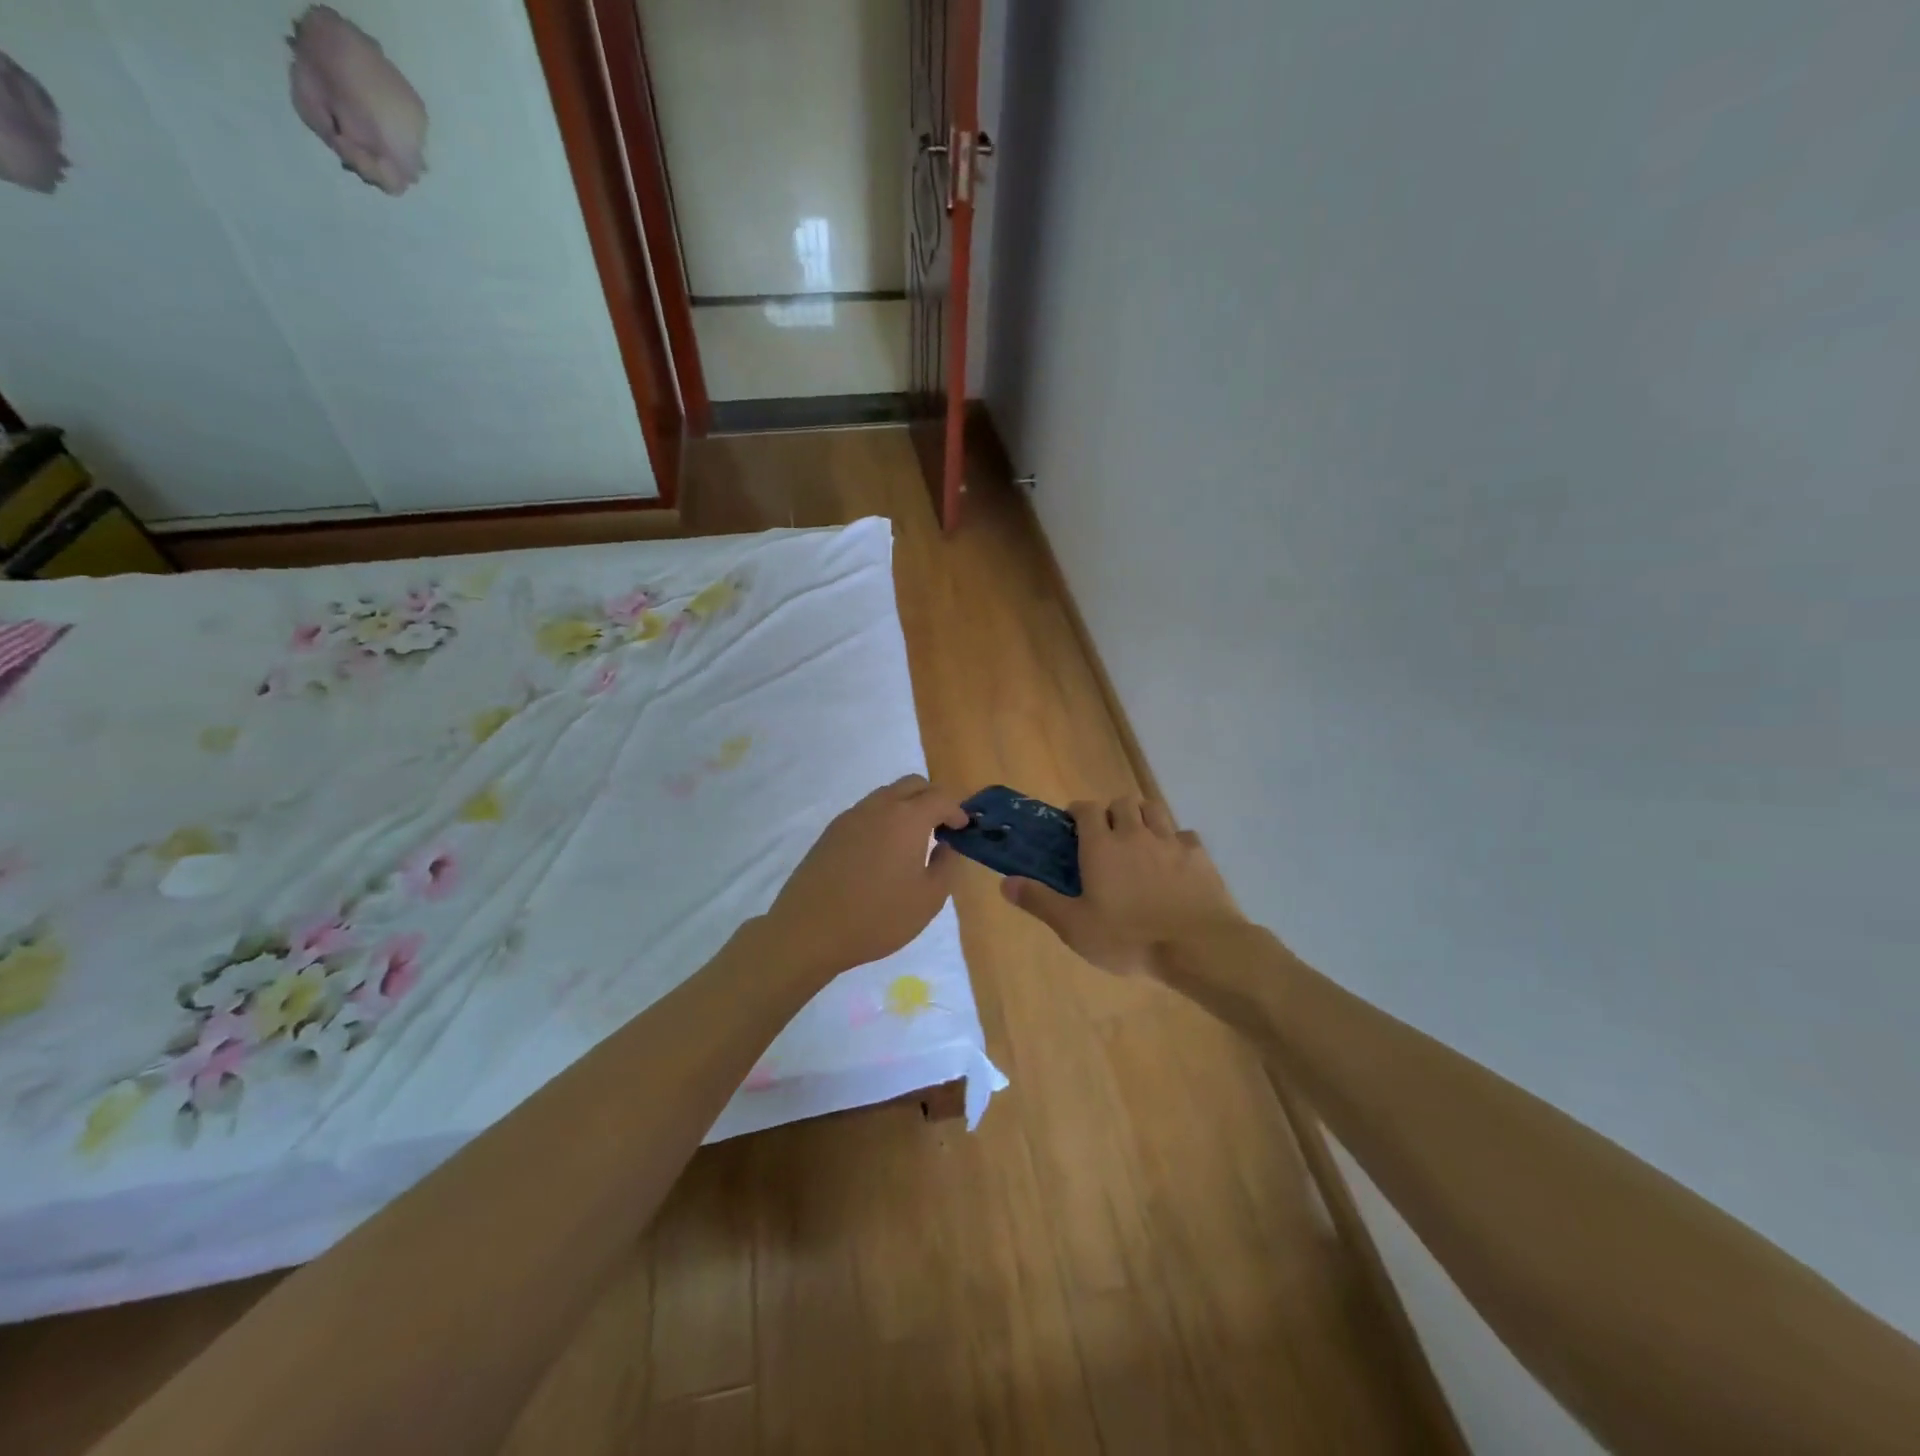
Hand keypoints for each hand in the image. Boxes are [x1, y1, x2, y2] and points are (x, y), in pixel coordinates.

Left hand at [762, 775, 969, 979]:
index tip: (963, 829)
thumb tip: (947, 845)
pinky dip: (883, 819)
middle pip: (913, 784)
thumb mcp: (928, 899)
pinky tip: (882, 852)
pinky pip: (866, 812)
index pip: (941, 797)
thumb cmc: (877, 917)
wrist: (810, 930)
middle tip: (940, 828)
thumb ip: (946, 866)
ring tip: (912, 842)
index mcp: (907, 818)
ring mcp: (851, 816)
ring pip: (887, 795)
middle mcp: (879, 807)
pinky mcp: (831, 831)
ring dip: (906, 807)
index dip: (957, 810)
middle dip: (932, 799)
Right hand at [1002, 796, 1245, 976]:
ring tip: (1139, 839)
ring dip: (1143, 816)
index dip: (1078, 811)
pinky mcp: (1199, 855)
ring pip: (1154, 809)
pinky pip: (1184, 834)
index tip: (1073, 824)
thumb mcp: (1075, 927)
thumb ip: (1040, 901)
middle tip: (1108, 836)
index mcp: (1102, 846)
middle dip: (1113, 811)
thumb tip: (1005, 882)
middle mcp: (1135, 834)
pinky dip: (1175, 840)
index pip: (1087, 809)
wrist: (1197, 946)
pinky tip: (1173, 860)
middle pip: (1123, 802)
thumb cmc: (1128, 937)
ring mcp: (1170, 841)